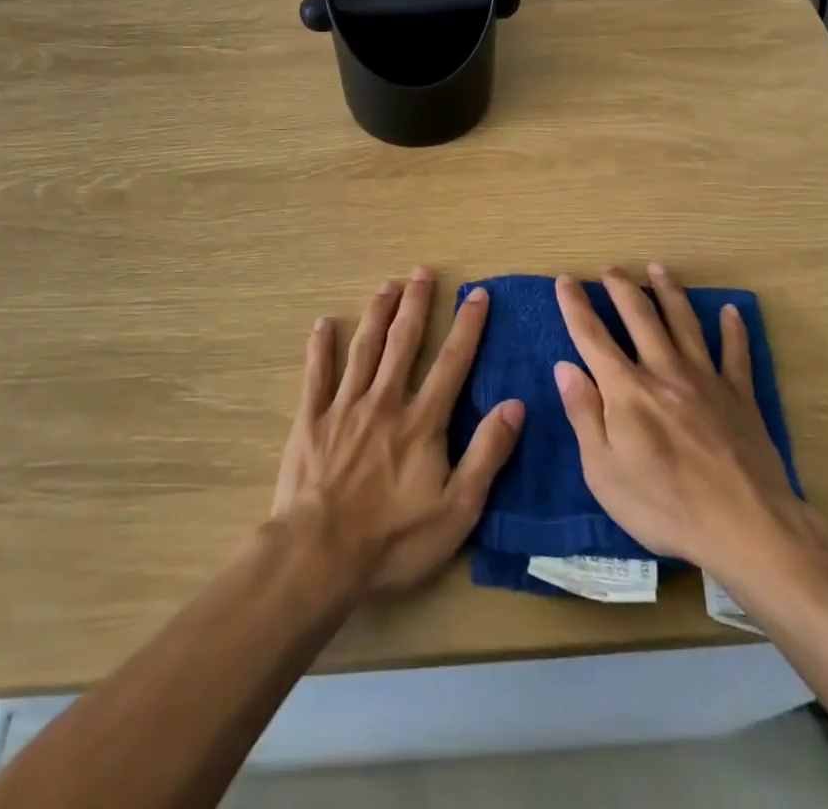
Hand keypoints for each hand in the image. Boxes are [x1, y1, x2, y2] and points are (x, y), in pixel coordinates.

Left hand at [273, 268, 523, 593]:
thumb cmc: (394, 539)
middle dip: (416, 304)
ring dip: (377, 313)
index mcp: (422, 421)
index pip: (452, 362)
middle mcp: (385, 400)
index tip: (477, 294)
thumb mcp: (457, 509)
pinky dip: (321, 347)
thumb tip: (515, 405)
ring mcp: (345, 407)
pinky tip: (323, 323)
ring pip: (364, 348)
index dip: (467, 326)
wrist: (320, 556)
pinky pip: (317, 375)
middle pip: (404, 342)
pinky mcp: (312, 420)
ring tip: (387, 284)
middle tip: (422, 272)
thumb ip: (487, 454)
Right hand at [553, 265, 827, 580]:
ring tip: (658, 268)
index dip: (576, 306)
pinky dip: (733, 330)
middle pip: (640, 317)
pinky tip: (730, 311)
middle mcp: (664, 371)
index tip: (565, 280)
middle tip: (611, 268)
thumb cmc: (664, 507)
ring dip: (669, 292)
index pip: (592, 337)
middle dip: (622, 288)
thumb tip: (565, 367)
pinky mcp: (740, 397)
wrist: (746, 528)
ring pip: (684, 323)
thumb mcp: (604, 472)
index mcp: (627, 390)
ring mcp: (706, 380)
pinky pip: (736, 353)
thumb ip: (584, 414)